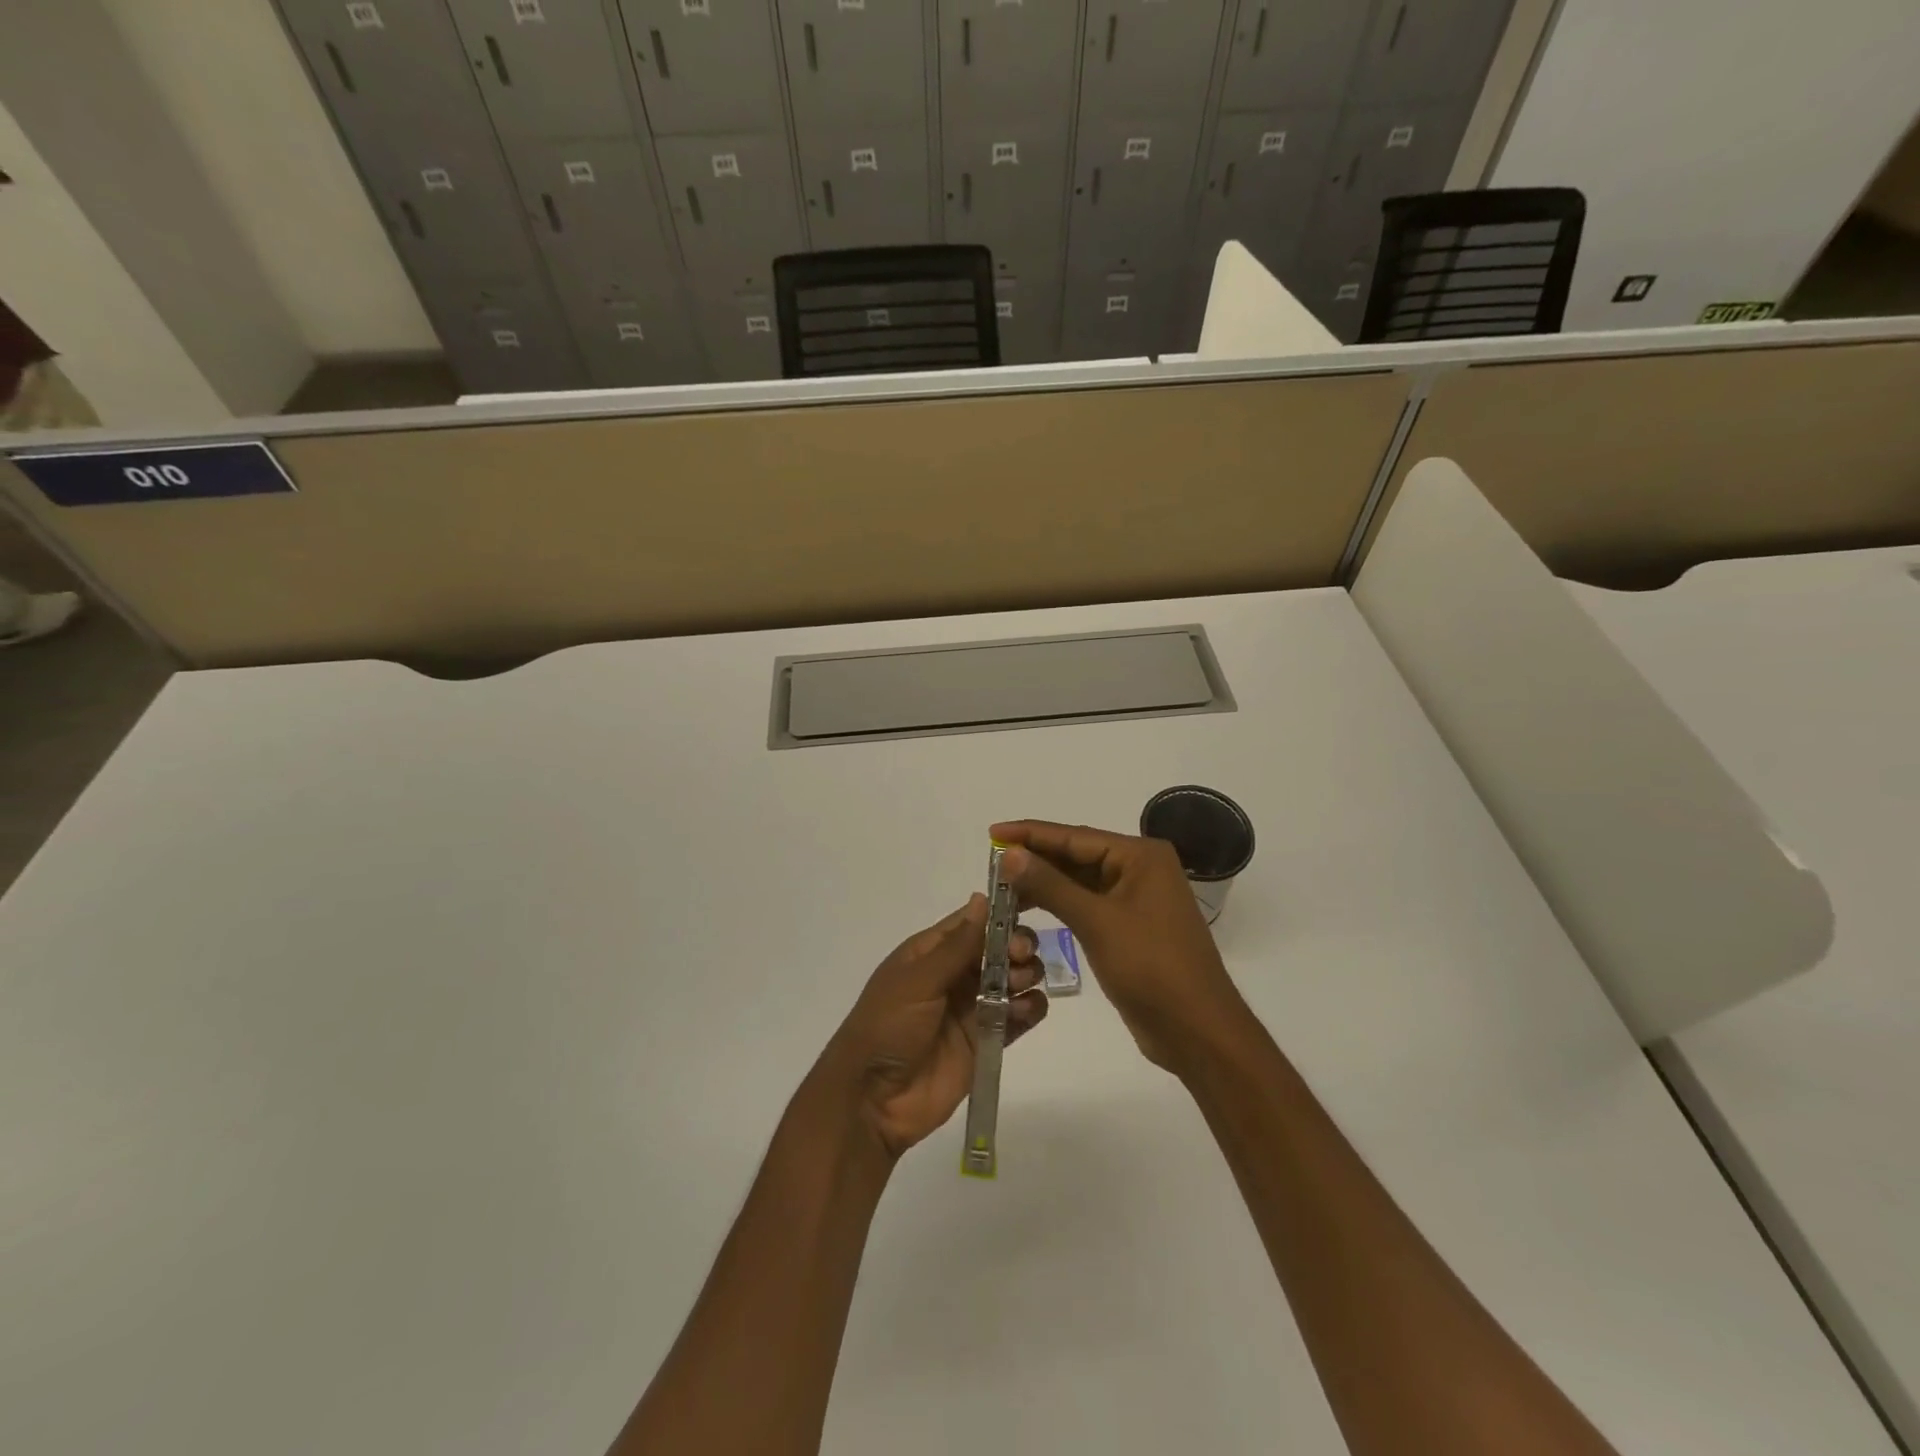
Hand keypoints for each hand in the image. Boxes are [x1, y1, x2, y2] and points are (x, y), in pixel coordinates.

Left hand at [814, 895, 1047, 1160]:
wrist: (873, 1099)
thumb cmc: (887, 1027)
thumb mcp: (918, 980)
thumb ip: (956, 945)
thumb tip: (981, 898)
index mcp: (931, 952)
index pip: (973, 922)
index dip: (1000, 916)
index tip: (1023, 917)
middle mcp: (955, 974)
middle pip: (1000, 948)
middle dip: (1018, 947)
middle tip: (1019, 960)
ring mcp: (973, 1008)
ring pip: (1014, 979)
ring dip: (1026, 976)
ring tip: (1018, 987)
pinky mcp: (987, 1041)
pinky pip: (1019, 1016)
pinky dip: (1030, 1009)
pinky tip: (1025, 1011)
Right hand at [990, 821, 1248, 1073]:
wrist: (1196, 1030)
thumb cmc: (1151, 967)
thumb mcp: (1097, 922)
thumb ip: (1051, 885)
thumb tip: (1010, 854)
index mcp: (1140, 856)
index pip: (1074, 836)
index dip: (1030, 834)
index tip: (992, 831)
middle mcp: (1139, 869)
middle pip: (1076, 855)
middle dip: (1034, 859)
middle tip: (990, 863)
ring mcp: (1135, 898)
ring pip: (1079, 881)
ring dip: (1043, 884)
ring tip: (1002, 888)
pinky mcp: (1129, 926)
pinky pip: (1087, 904)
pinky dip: (1059, 905)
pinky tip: (1030, 909)